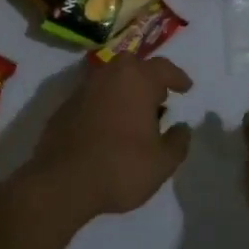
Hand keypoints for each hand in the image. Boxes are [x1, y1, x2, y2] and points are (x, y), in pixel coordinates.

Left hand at [23, 57, 193, 222]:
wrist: (63, 182)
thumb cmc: (121, 167)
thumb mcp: (162, 163)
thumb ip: (178, 142)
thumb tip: (182, 128)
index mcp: (137, 80)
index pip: (163, 68)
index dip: (177, 77)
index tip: (185, 87)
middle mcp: (109, 75)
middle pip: (134, 67)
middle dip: (148, 79)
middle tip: (159, 99)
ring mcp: (84, 89)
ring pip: (111, 80)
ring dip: (125, 91)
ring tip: (134, 114)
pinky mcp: (65, 106)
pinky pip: (93, 97)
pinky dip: (105, 105)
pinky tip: (109, 127)